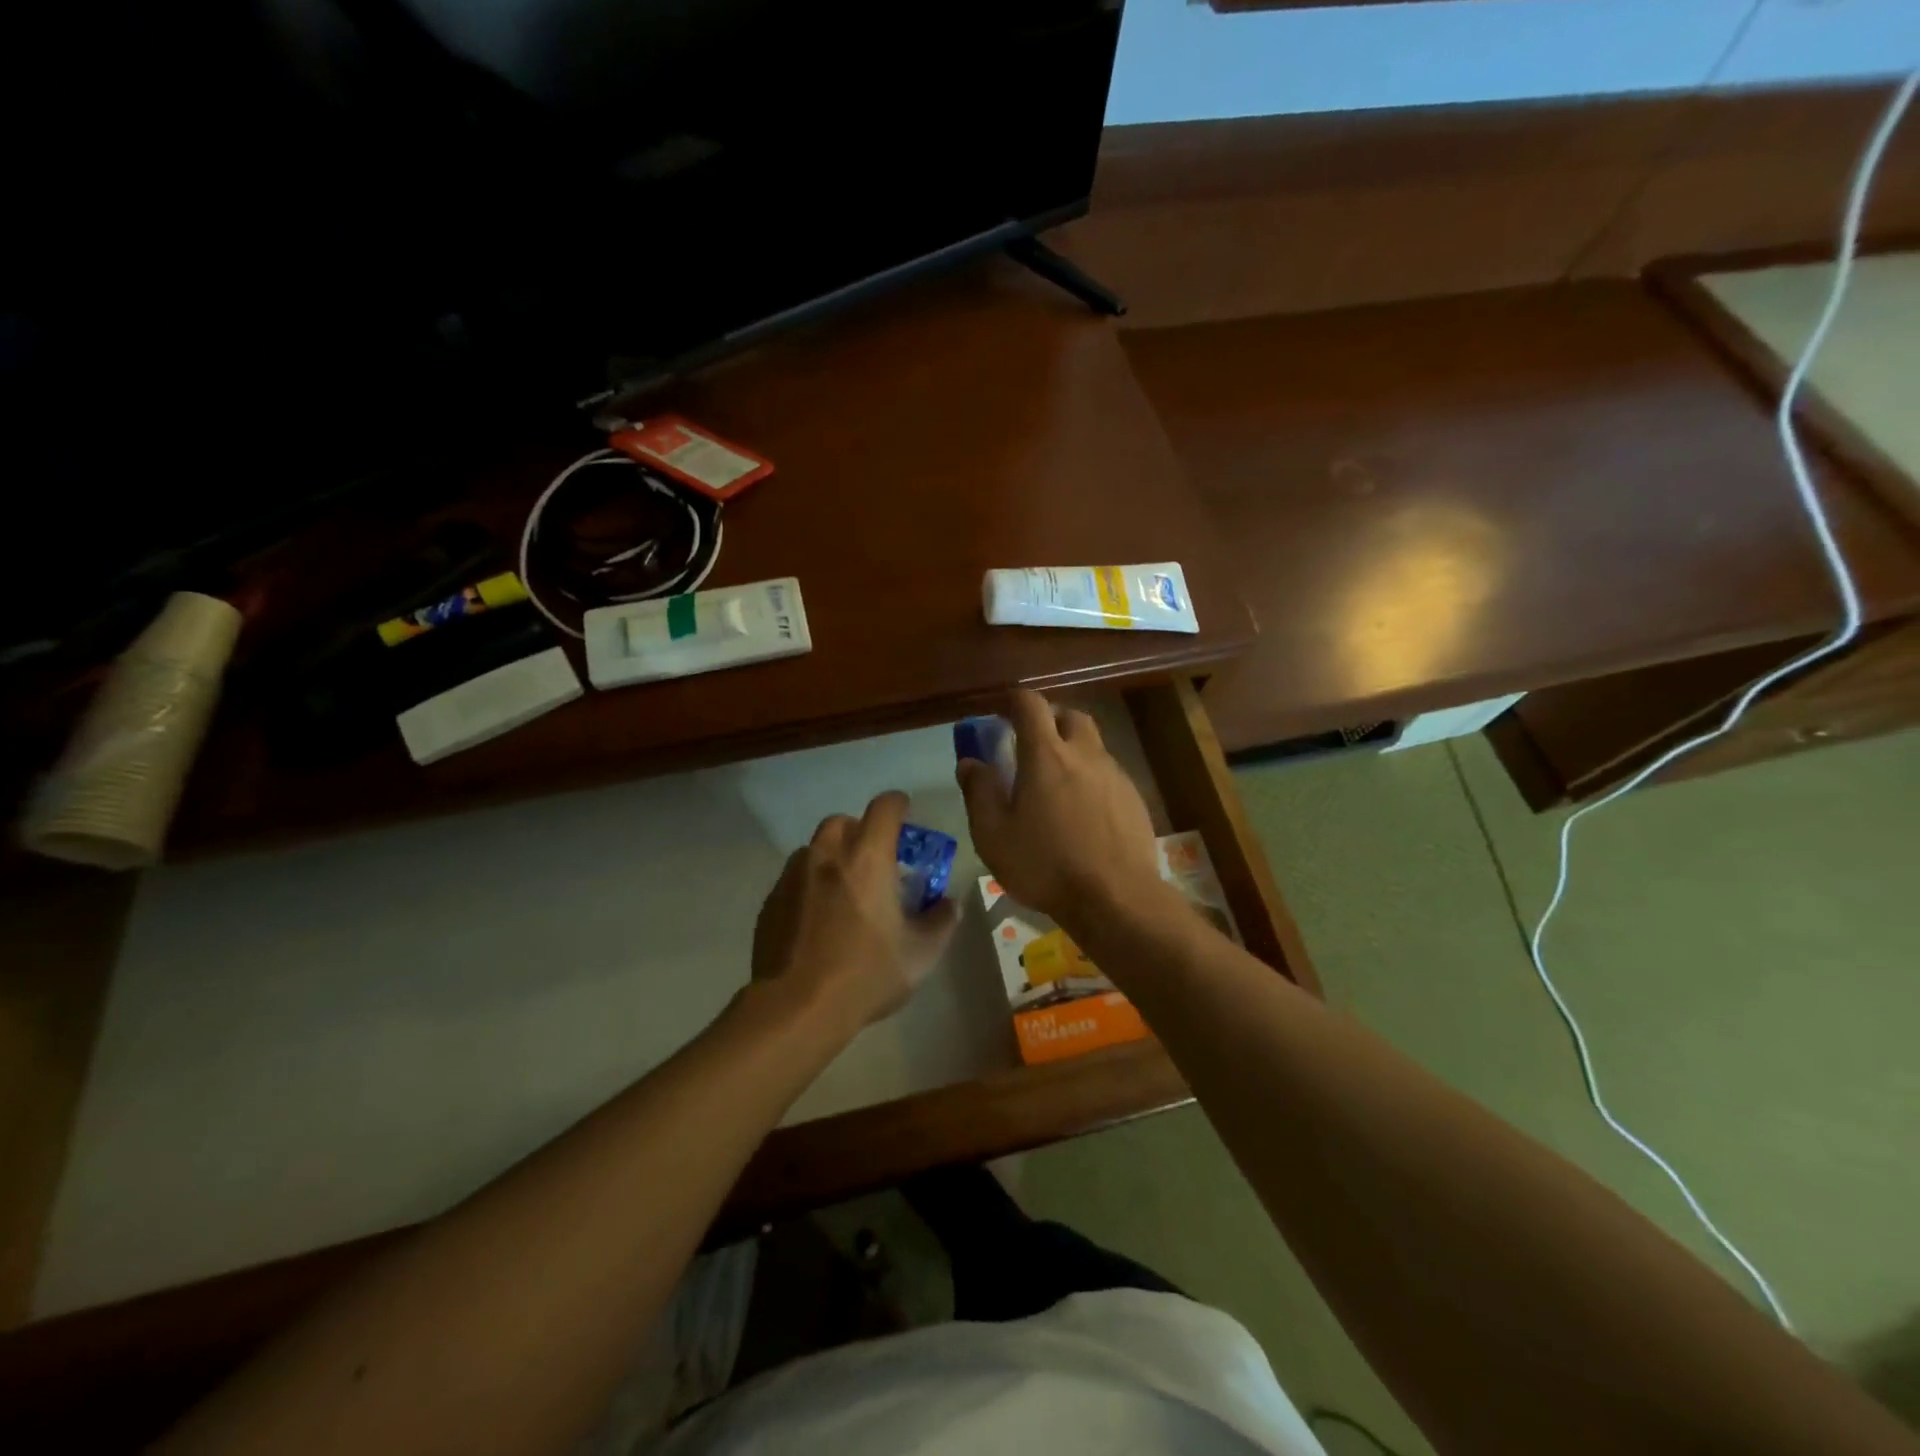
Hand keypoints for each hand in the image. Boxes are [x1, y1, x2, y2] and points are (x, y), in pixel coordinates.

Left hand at [751, 790, 958, 1034]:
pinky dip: (810, 885)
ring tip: (844, 889)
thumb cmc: (866, 974)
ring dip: (832, 857)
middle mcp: (827, 855)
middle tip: (875, 859)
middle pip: (843, 821)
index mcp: (867, 858)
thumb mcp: (920, 954)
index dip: (898, 805)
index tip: (906, 815)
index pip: (884, 807)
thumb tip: (949, 904)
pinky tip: (818, 919)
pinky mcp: (771, 901)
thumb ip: (941, 921)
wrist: (797, 1007)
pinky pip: (794, 878)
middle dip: (861, 830)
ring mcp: (793, 876)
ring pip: (814, 848)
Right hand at [957, 690, 1162, 933]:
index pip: (1030, 704)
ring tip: (1056, 785)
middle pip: (1069, 716)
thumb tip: (970, 762)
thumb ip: (979, 792)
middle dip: (1049, 720)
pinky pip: (1109, 774)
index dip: (1014, 700)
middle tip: (1031, 745)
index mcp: (1046, 755)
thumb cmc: (1046, 865)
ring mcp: (1115, 775)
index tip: (1001, 711)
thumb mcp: (993, 835)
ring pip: (1092, 745)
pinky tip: (1083, 813)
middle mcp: (1085, 754)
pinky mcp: (1134, 798)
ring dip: (1072, 751)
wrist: (1116, 898)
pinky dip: (1091, 779)